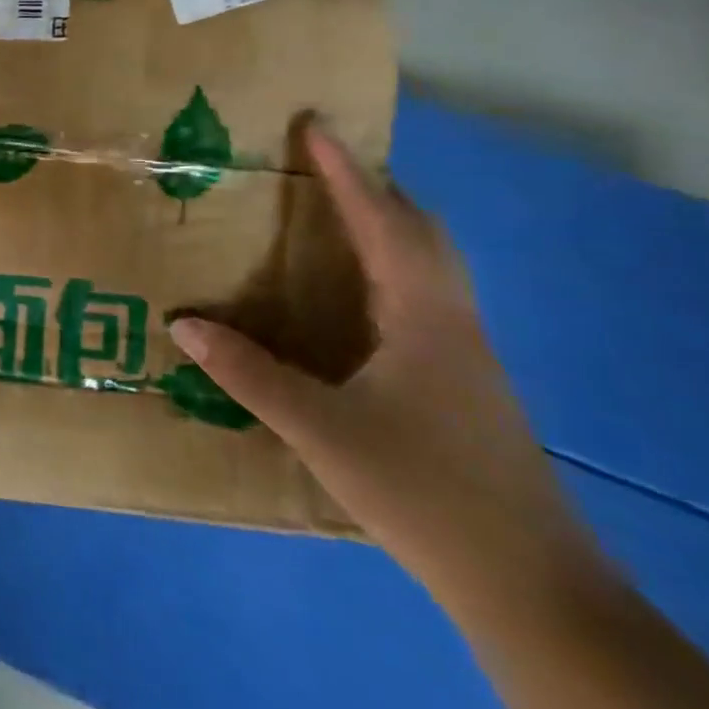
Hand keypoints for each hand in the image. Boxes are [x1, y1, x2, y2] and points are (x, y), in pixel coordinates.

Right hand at [169, 125, 595, 591]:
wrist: (527, 583)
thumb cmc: (423, 490)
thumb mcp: (320, 429)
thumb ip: (247, 373)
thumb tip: (182, 323)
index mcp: (424, 319)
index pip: (384, 224)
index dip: (347, 173)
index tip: (315, 126)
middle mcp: (451, 323)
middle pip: (422, 234)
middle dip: (374, 190)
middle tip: (322, 165)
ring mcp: (463, 355)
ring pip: (428, 266)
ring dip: (385, 226)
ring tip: (332, 213)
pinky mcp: (461, 383)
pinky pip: (422, 298)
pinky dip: (387, 269)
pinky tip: (352, 296)